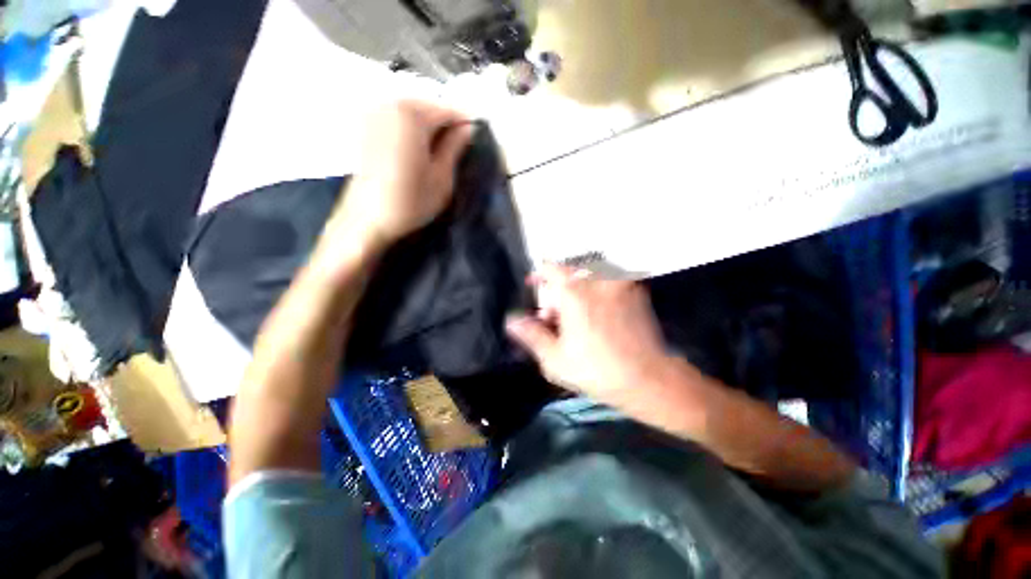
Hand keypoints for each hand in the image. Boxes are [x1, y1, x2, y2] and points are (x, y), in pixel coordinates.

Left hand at [332, 100, 473, 248]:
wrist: (367, 220)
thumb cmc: (410, 202)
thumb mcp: (442, 177)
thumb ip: (455, 147)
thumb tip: (468, 129)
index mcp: (412, 116)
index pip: (448, 110)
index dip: (466, 123)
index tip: (477, 137)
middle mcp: (390, 105)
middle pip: (429, 107)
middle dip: (447, 124)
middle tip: (460, 147)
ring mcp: (374, 114)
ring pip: (413, 113)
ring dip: (430, 128)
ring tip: (441, 151)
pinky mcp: (366, 128)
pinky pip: (398, 120)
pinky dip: (413, 130)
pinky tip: (419, 150)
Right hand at [505, 264, 675, 404]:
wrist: (649, 379)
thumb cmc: (597, 371)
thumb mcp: (555, 359)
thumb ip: (531, 335)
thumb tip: (512, 321)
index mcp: (575, 293)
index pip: (551, 267)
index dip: (539, 274)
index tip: (533, 285)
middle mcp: (598, 280)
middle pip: (569, 273)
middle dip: (557, 291)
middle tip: (555, 317)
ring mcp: (620, 283)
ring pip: (588, 277)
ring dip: (576, 290)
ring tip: (576, 317)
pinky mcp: (636, 290)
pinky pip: (607, 282)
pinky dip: (596, 292)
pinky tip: (597, 316)